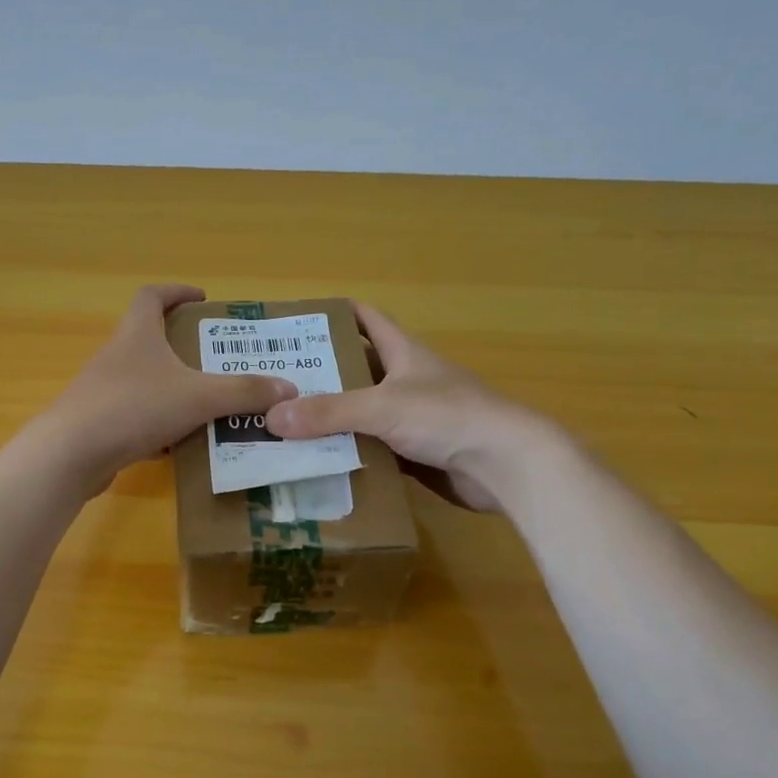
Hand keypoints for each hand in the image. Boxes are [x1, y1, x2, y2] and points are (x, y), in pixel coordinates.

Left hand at [29, 285, 297, 490]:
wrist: (71, 453)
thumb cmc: (134, 407)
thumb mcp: (198, 397)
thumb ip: (243, 392)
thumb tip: (288, 388)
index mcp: (137, 334)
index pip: (152, 296)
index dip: (177, 292)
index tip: (202, 299)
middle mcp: (117, 356)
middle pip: (150, 339)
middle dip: (184, 348)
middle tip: (219, 360)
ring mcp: (104, 391)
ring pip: (146, 383)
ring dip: (174, 390)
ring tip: (209, 404)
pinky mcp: (99, 424)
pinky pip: (137, 417)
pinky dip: (159, 425)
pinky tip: (180, 445)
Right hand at [265, 301, 529, 511]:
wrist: (505, 464)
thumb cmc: (447, 417)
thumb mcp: (381, 408)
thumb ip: (328, 413)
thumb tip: (272, 417)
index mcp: (404, 353)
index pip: (368, 319)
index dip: (337, 314)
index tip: (299, 319)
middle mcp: (408, 380)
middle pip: (359, 368)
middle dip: (322, 373)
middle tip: (278, 381)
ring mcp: (415, 418)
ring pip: (364, 412)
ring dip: (333, 417)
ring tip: (288, 422)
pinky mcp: (419, 452)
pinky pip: (375, 447)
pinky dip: (351, 451)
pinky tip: (320, 460)